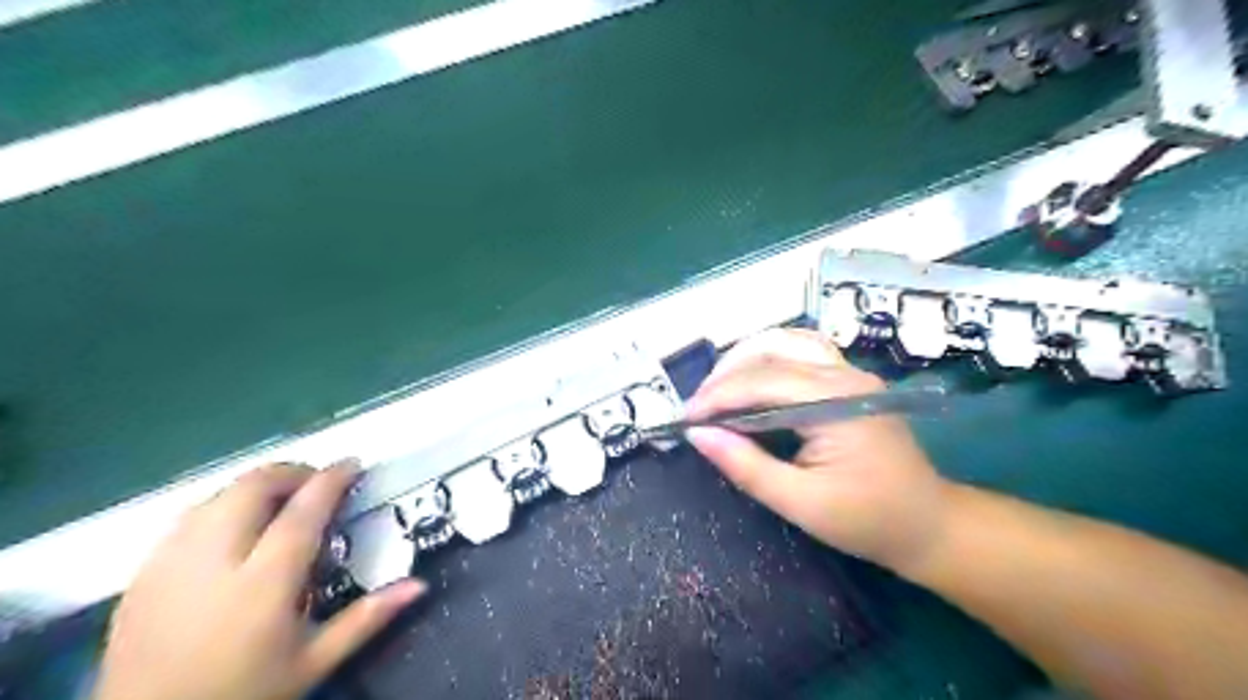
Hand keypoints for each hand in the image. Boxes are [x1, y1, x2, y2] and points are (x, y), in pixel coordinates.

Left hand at [94, 459, 422, 699]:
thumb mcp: (313, 662)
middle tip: (317, 484)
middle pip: (253, 487)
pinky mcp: (142, 573)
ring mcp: (170, 564)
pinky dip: (222, 507)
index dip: (331, 479)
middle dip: (292, 473)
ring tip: (280, 503)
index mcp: (263, 583)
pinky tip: (234, 530)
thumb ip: (367, 618)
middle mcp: (214, 561)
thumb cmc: (243, 693)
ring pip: (218, 495)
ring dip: (256, 487)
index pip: (303, 511)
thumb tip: (420, 584)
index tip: (352, 464)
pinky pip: (188, 518)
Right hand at [683, 329, 945, 573]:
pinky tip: (750, 380)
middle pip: (770, 353)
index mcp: (837, 401)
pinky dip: (766, 361)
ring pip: (783, 344)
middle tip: (697, 410)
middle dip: (725, 377)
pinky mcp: (848, 380)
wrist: (928, 524)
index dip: (718, 397)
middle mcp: (844, 374)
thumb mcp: (801, 503)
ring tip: (716, 394)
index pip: (763, 382)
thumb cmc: (867, 519)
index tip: (685, 419)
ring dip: (743, 363)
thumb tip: (698, 435)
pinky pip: (799, 353)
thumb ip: (747, 466)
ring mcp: (849, 372)